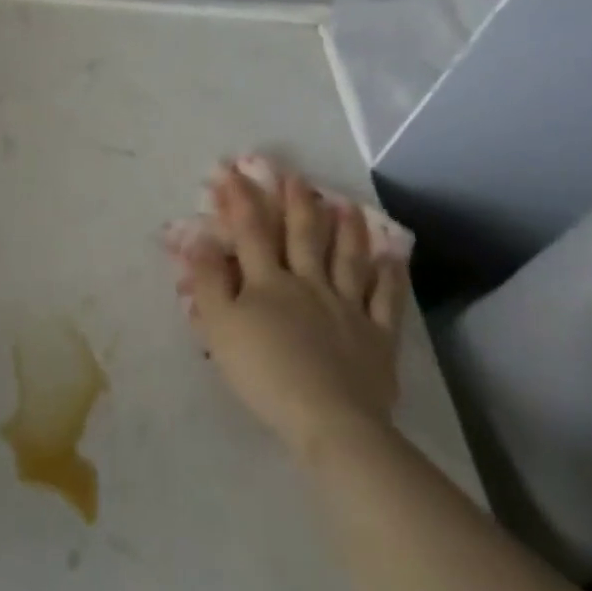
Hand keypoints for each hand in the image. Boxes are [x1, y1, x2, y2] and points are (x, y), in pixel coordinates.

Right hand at [173, 164, 407, 456]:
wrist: (329, 419)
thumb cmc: (264, 373)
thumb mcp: (220, 328)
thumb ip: (208, 281)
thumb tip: (198, 238)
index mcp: (268, 282)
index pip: (251, 232)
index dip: (240, 199)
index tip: (231, 171)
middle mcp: (309, 284)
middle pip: (302, 236)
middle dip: (296, 203)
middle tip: (296, 176)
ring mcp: (348, 307)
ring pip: (347, 259)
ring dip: (346, 229)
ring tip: (346, 204)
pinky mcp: (377, 336)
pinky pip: (386, 299)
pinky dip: (390, 276)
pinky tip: (393, 256)